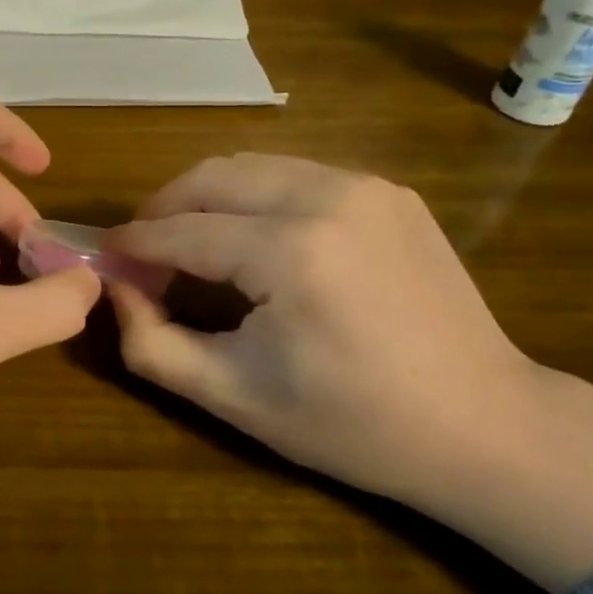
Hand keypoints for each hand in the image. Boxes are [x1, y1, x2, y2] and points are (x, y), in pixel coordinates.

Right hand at [104, 154, 535, 502]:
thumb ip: (151, 341)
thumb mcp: (232, 396)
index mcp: (291, 252)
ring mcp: (364, 186)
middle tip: (142, 251)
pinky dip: (252, 197)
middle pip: (209, 177)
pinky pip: (293, 175)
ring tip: (188, 243)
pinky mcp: (386, 191)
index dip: (133, 243)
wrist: (488, 427)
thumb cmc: (352, 424)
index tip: (104, 259)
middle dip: (161, 208)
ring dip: (203, 198)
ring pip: (249, 166)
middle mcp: (328, 197)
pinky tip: (249, 239)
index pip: (181, 230)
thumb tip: (114, 287)